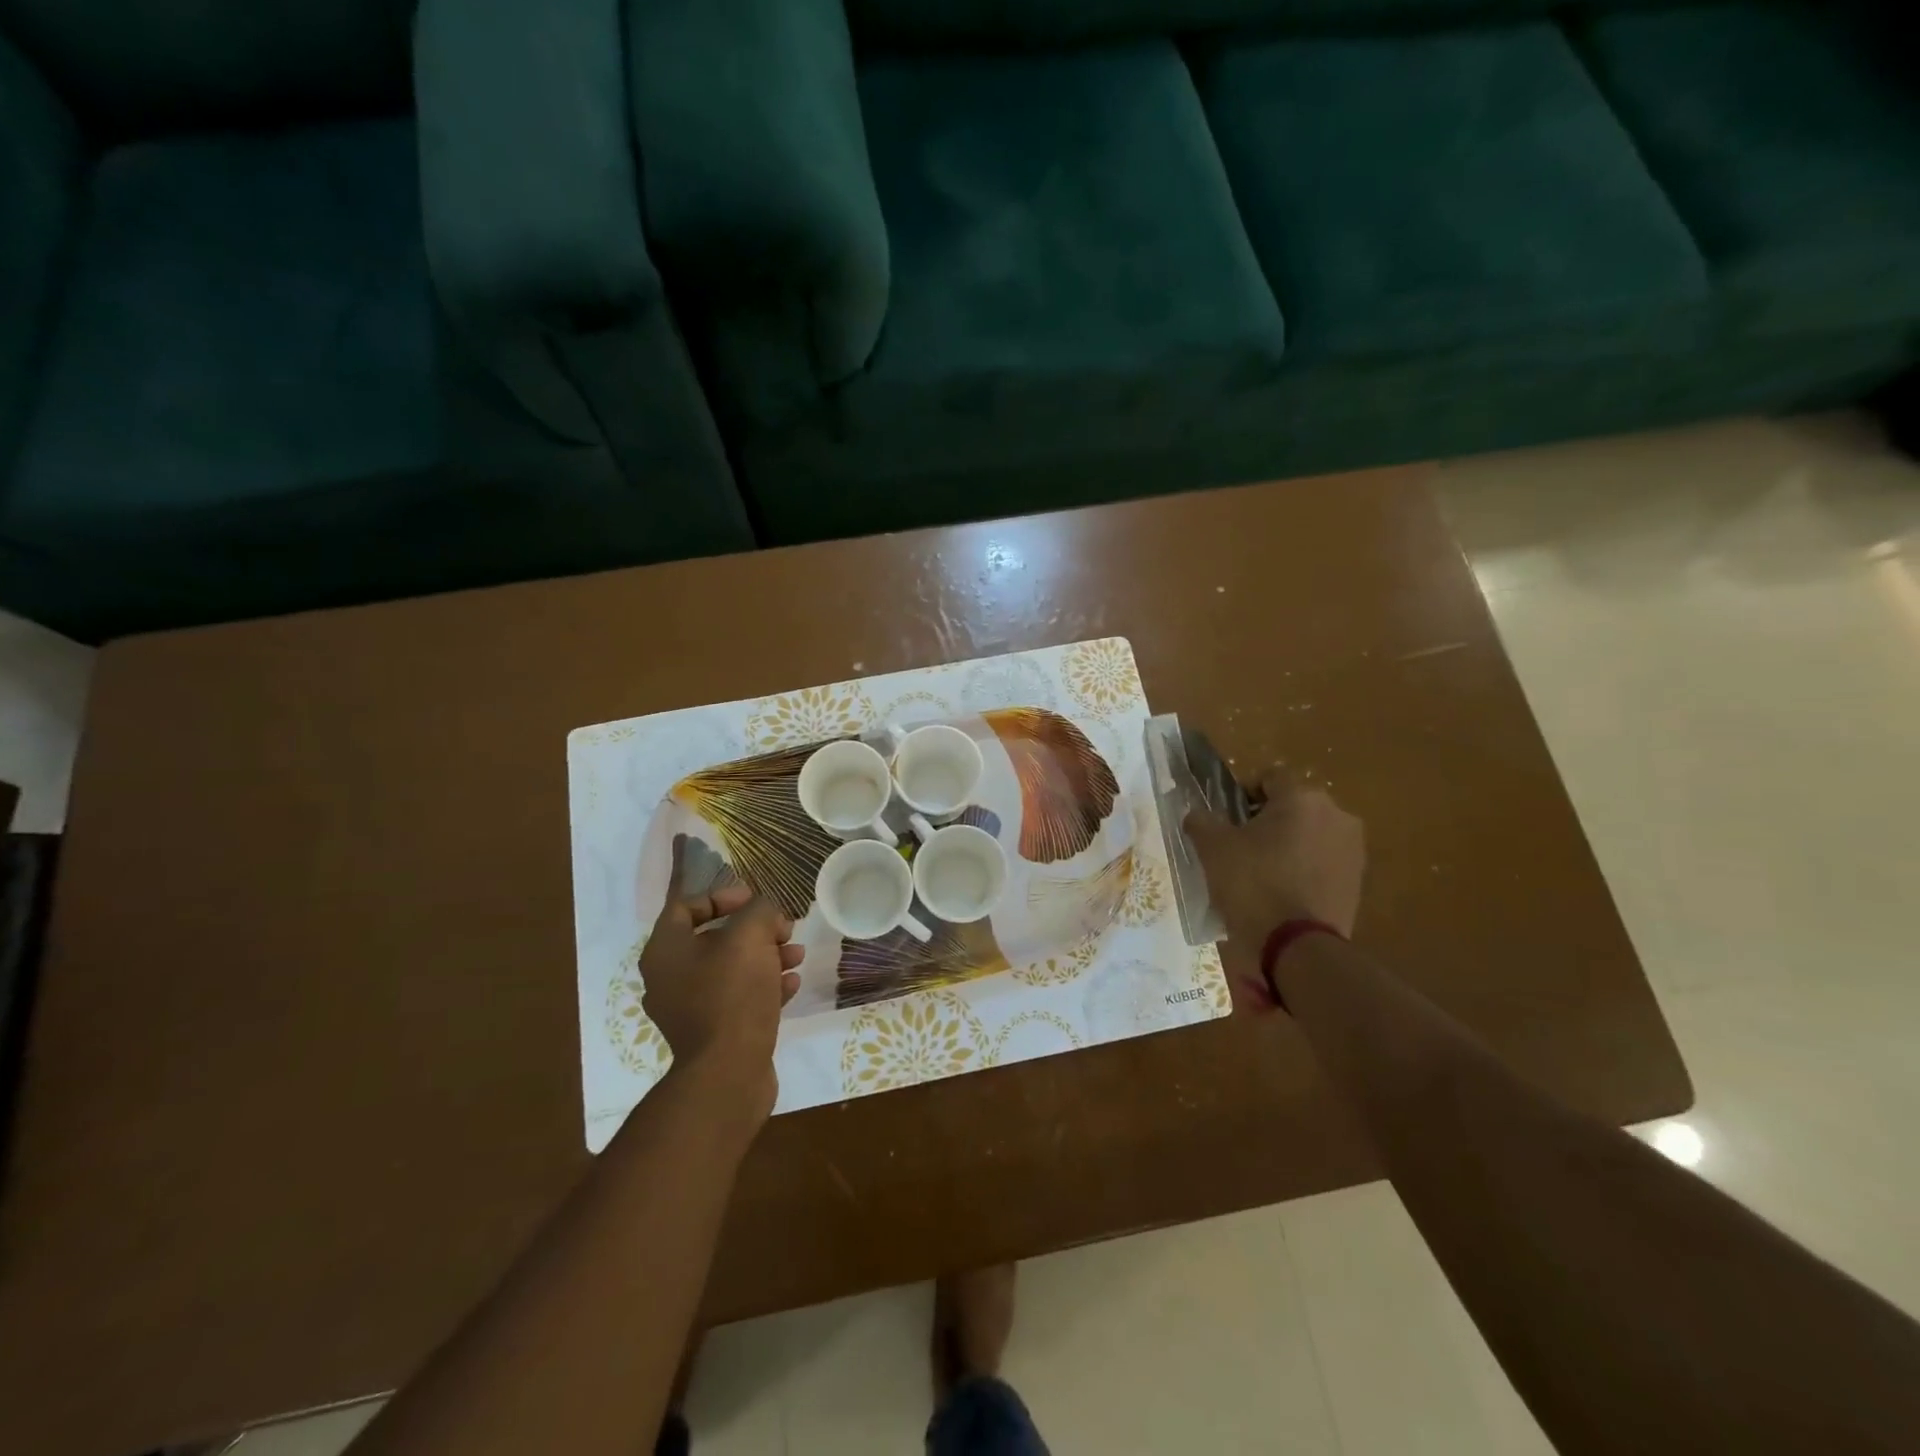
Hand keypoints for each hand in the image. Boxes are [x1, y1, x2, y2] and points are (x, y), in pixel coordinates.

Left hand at [639, 883, 802, 1121]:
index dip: (721, 896)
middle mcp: (670, 979)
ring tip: (797, 956)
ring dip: (766, 957)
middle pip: (713, 939)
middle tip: (784, 929)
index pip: (685, 907)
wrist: (729, 1073)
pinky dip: (765, 986)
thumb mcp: (750, 936)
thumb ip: (760, 912)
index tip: (754, 899)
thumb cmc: (732, 994)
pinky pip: (738, 998)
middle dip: (754, 930)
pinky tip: (792, 984)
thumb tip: (766, 915)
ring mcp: (689, 1010)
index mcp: (666, 951)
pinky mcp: (713, 1034)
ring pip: (731, 969)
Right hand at [1184, 765, 1365, 942]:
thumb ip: (1202, 820)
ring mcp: (1353, 849)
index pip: (1270, 777)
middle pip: (1293, 806)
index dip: (1243, 794)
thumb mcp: (1212, 848)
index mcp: (1302, 797)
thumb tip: (1198, 814)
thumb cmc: (1253, 885)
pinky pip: (1323, 862)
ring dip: (1288, 844)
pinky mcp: (1358, 881)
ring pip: (1310, 834)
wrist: (1298, 947)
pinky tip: (1283, 893)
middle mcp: (1336, 814)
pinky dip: (1304, 869)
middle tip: (1241, 848)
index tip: (1228, 820)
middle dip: (1268, 821)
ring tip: (1262, 874)